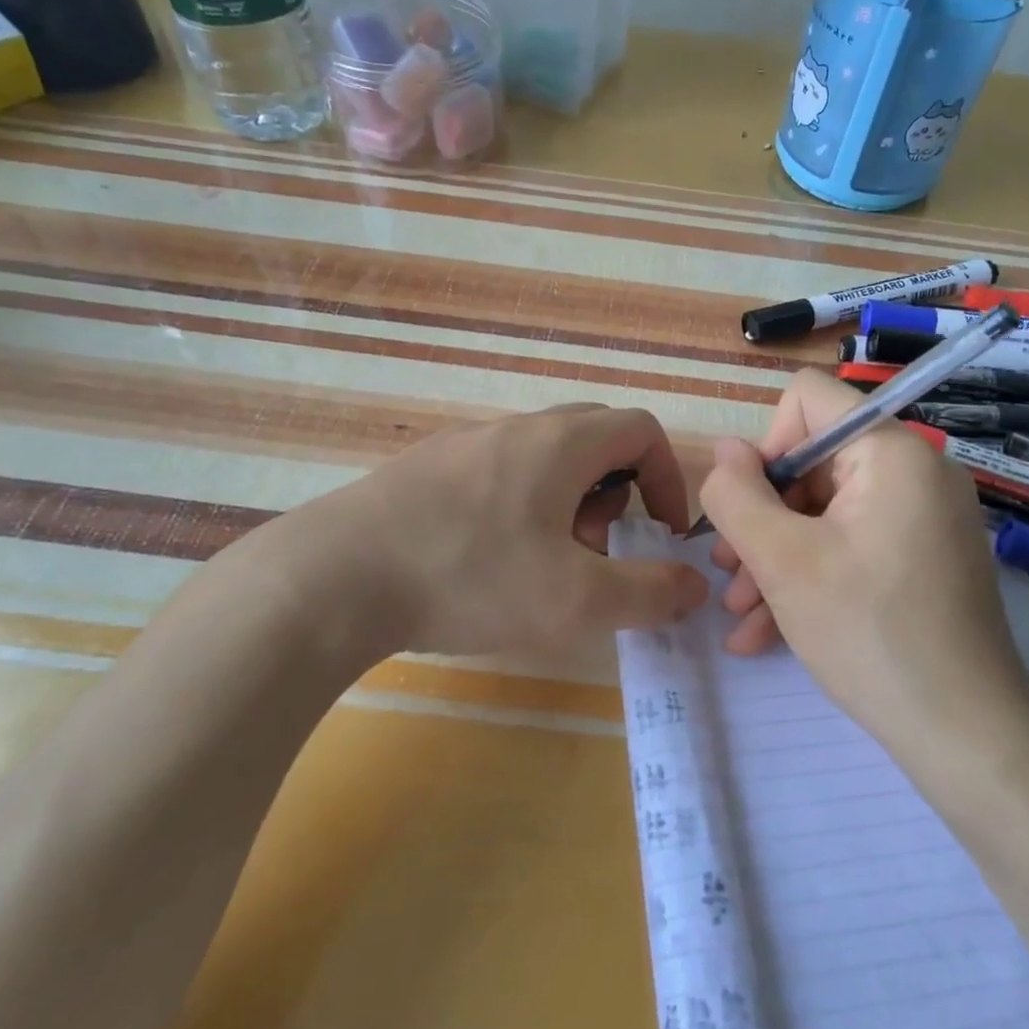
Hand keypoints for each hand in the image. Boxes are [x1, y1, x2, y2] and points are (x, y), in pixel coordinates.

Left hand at [269, 405, 709, 656]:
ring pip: (542, 456)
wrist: (334, 578)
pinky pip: (495, 472)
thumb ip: (649, 593)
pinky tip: (485, 560)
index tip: (661, 532)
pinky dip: (518, 506)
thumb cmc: (471, 578)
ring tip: (542, 561)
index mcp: (561, 443)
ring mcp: (462, 443)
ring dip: (566, 501)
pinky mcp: (424, 469)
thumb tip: (694, 587)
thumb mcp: (576, 601)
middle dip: (616, 492)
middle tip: (597, 547)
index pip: (641, 430)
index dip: (667, 477)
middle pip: (593, 438)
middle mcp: (514, 428)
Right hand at [697, 370, 1028, 748]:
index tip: (750, 511)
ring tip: (741, 612)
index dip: (765, 447)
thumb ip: (736, 496)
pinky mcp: (923, 559)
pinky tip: (766, 632)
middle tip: (728, 575)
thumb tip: (725, 451)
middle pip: (812, 464)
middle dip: (762, 520)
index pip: (808, 400)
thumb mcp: (782, 561)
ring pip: (825, 514)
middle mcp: (915, 472)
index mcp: (891, 452)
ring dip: (775, 557)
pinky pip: (852, 547)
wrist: (965, 735)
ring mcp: (923, 519)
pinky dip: (810, 578)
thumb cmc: (868, 634)